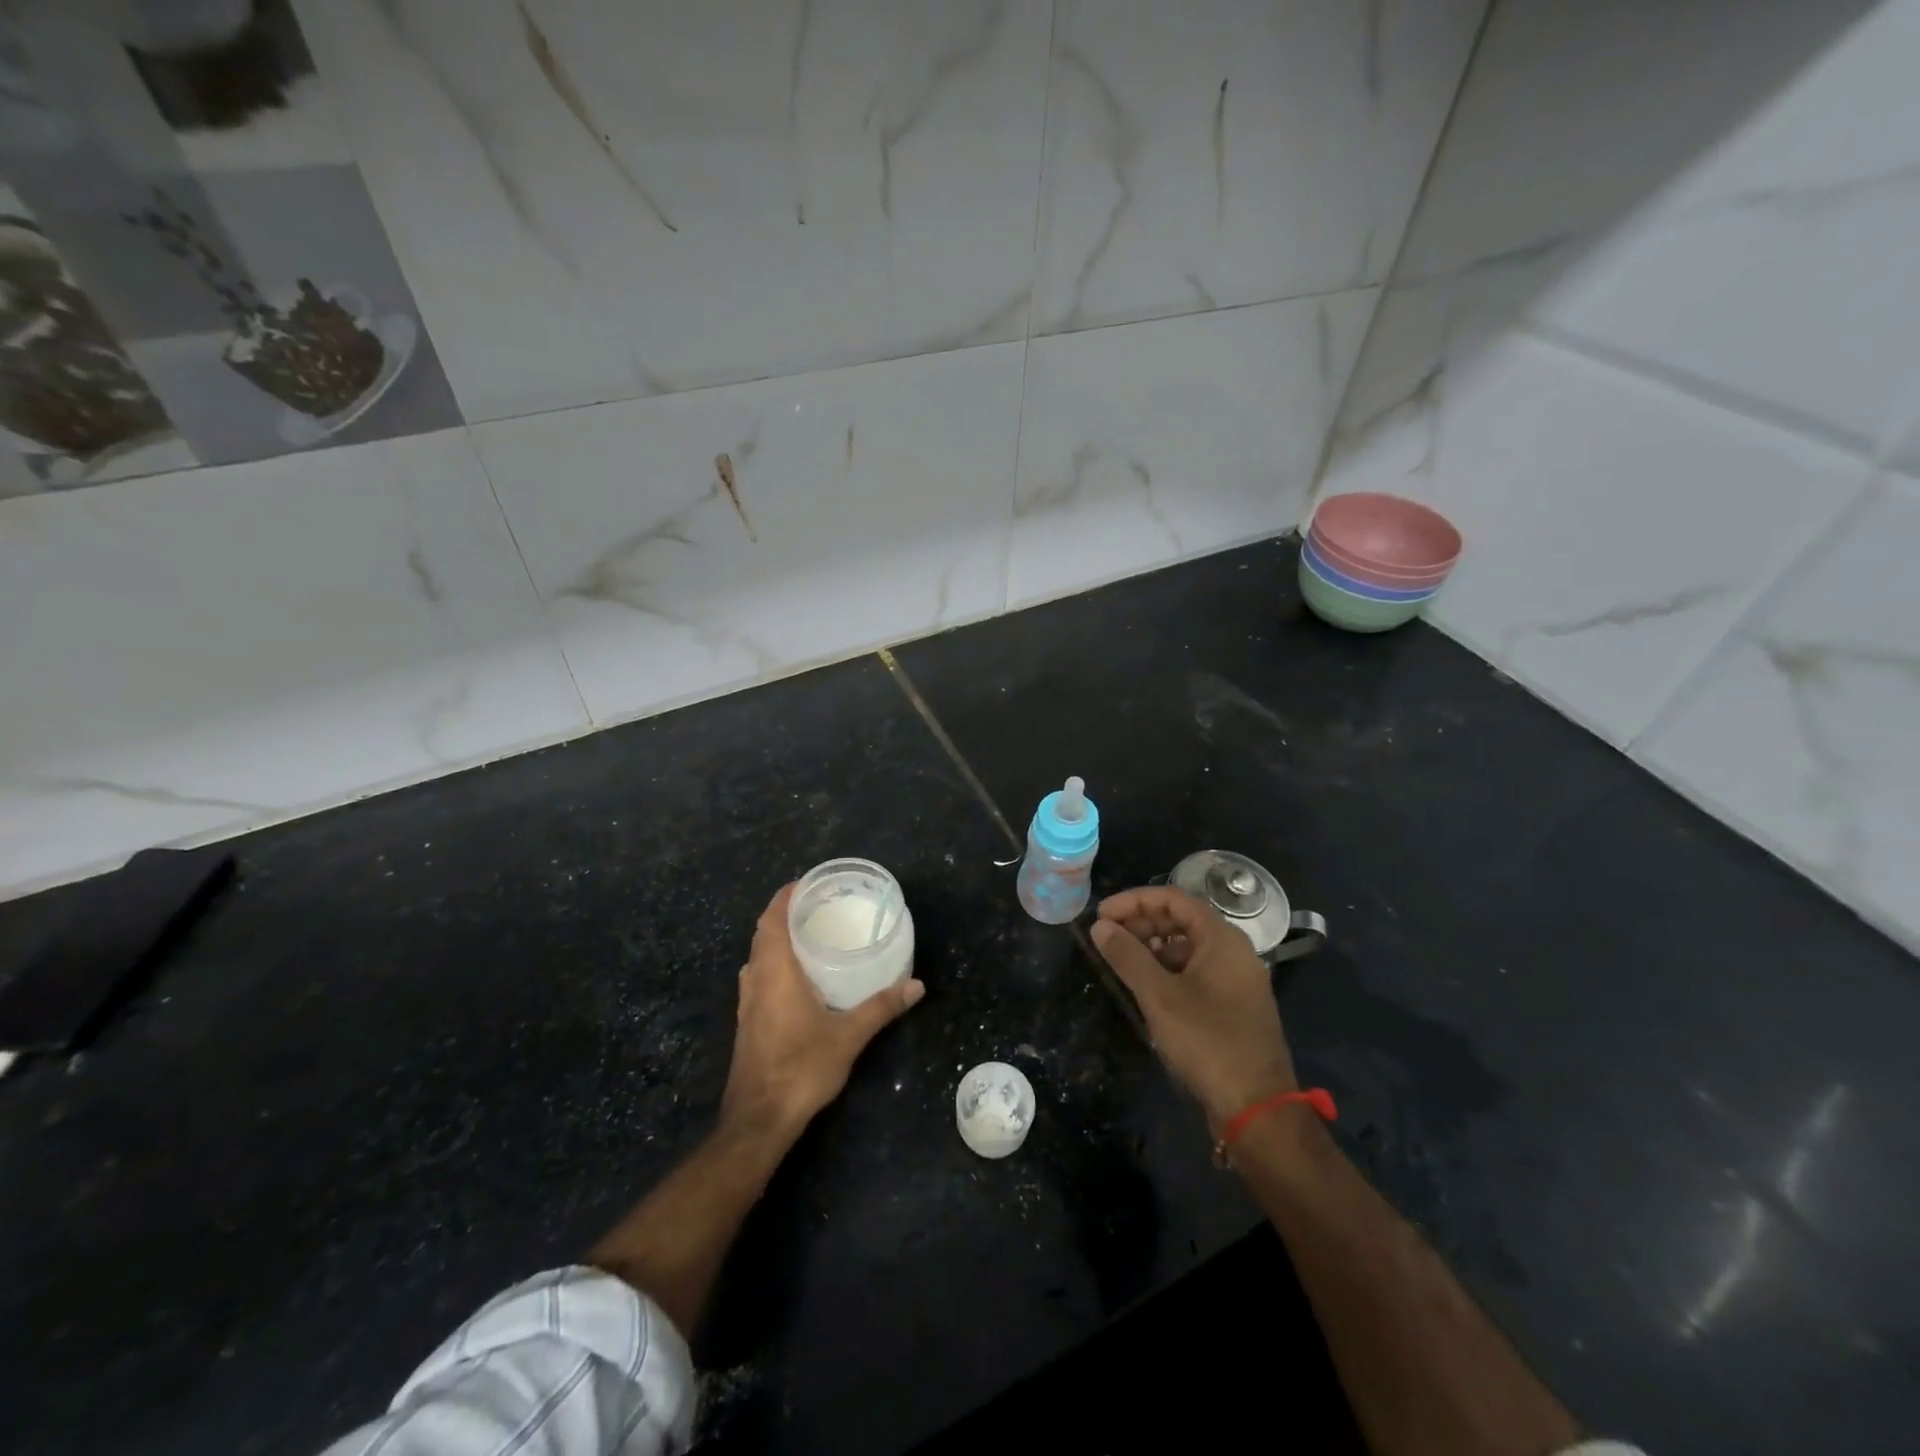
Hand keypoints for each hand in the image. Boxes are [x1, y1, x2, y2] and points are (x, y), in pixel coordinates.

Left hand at [722, 883, 924, 1136]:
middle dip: (784, 914)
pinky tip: (798, 978)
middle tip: (818, 906)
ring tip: (809, 935)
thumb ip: (882, 1007)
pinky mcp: (747, 1022)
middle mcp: (755, 979)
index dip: (785, 896)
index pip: (772, 919)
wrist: (759, 1120)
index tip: (807, 883)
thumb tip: (917, 985)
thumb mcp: (849, 1036)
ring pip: (757, 956)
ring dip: (776, 940)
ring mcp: (747, 1002)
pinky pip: (758, 977)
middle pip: (763, 934)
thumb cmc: (801, 1068)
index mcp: (775, 971)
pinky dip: (773, 963)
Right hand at [1090, 886, 1297, 1126]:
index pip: (1173, 899)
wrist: (1256, 1108)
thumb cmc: (1207, 1041)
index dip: (1133, 901)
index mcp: (1222, 939)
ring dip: (1151, 948)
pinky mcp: (1233, 1006)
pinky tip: (1144, 988)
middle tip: (1106, 937)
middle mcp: (1233, 951)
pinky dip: (1167, 971)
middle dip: (1141, 923)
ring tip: (1120, 962)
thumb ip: (1128, 956)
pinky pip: (1195, 972)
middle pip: (1181, 920)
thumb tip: (1100, 926)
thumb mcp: (1159, 995)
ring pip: (1187, 948)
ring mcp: (1236, 980)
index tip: (1101, 915)